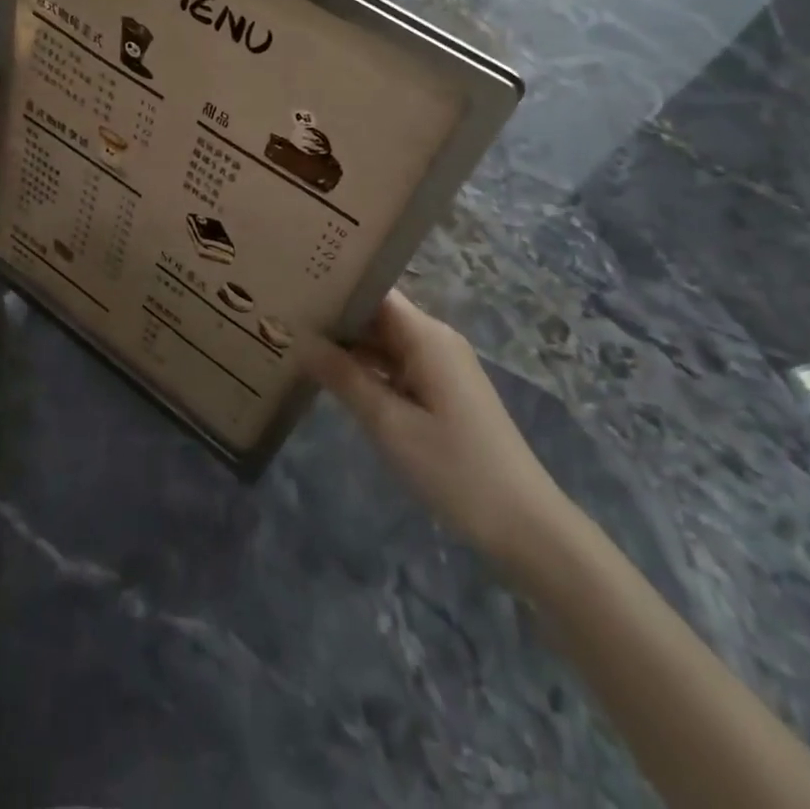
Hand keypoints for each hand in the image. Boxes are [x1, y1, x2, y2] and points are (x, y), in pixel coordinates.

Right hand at [301, 291, 574, 576]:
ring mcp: (442, 366)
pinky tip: (335, 378)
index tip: (294, 288)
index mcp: (426, 336)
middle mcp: (436, 340)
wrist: (524, 523)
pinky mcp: (444, 391)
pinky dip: (369, 369)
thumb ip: (344, 378)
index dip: (336, 287)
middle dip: (336, 318)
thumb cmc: (454, 468)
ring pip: (386, 342)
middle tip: (285, 318)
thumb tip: (303, 339)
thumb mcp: (389, 424)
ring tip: (298, 342)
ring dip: (349, 346)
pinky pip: (398, 365)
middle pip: (379, 314)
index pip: (374, 291)